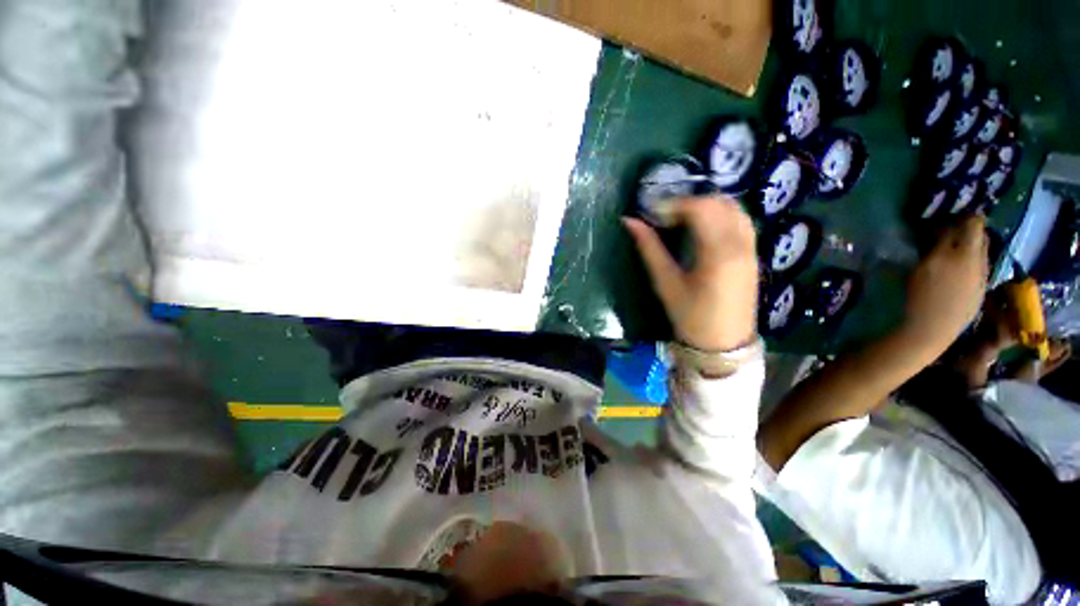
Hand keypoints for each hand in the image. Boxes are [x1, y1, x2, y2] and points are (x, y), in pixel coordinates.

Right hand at [624, 197, 757, 350]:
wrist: (723, 344)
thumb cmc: (690, 318)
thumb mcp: (665, 284)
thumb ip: (649, 249)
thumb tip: (630, 222)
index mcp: (718, 254)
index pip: (699, 209)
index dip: (672, 204)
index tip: (650, 213)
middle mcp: (741, 244)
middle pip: (717, 203)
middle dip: (687, 202)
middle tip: (662, 216)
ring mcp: (751, 247)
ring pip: (732, 207)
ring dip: (704, 205)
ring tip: (679, 218)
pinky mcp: (753, 253)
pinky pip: (740, 220)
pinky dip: (719, 214)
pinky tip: (701, 226)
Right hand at [903, 214, 988, 353]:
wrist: (931, 330)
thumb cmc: (914, 298)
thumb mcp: (916, 270)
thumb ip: (930, 249)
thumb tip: (935, 233)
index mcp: (951, 253)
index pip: (965, 222)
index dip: (954, 218)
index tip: (939, 221)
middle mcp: (972, 259)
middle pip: (979, 230)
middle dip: (966, 227)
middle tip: (949, 232)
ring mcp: (982, 273)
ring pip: (983, 246)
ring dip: (970, 243)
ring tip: (953, 251)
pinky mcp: (984, 285)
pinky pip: (982, 263)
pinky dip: (972, 259)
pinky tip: (958, 270)